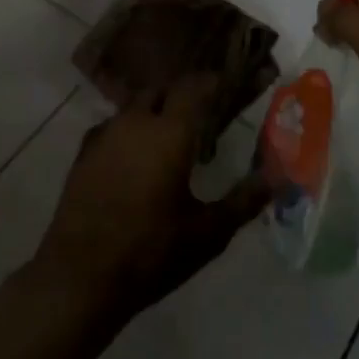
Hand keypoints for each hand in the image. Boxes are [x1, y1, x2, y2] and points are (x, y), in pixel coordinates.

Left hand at [33, 74, 271, 323]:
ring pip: (134, 108)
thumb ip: (244, 201)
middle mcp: (135, 122)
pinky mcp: (83, 153)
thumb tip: (278, 178)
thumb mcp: (208, 233)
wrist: (80, 277)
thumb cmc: (151, 252)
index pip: (194, 87)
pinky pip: (113, 127)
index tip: (228, 85)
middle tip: (201, 116)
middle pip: (161, 90)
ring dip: (154, 113)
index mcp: (169, 132)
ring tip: (170, 140)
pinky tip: (135, 159)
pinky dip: (129, 132)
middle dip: (182, 95)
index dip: (212, 81)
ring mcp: (104, 135)